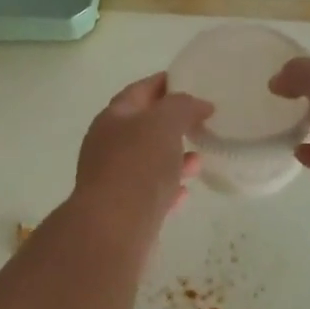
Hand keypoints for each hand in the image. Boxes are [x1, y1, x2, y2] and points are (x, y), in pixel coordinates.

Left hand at [73, 73, 209, 227]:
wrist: (114, 228)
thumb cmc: (138, 165)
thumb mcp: (165, 123)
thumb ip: (183, 106)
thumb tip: (200, 105)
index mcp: (114, 117)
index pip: (140, 91)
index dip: (164, 83)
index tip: (190, 80)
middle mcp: (108, 145)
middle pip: (143, 126)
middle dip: (171, 123)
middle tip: (201, 121)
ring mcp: (114, 179)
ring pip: (148, 161)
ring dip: (173, 158)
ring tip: (199, 158)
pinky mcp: (123, 210)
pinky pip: (150, 193)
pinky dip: (168, 188)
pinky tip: (185, 192)